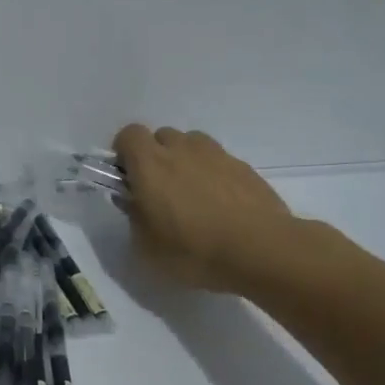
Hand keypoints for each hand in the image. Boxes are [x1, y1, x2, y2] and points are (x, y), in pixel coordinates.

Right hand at [112, 124, 299, 294]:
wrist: (260, 250)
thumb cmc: (192, 250)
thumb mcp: (145, 246)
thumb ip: (133, 216)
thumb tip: (134, 201)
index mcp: (149, 164)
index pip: (129, 134)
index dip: (124, 152)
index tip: (127, 177)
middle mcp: (181, 150)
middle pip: (161, 136)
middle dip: (155, 156)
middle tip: (158, 189)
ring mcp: (216, 155)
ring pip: (191, 144)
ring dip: (184, 160)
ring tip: (191, 193)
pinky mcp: (244, 167)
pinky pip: (218, 161)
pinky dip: (212, 174)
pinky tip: (219, 204)